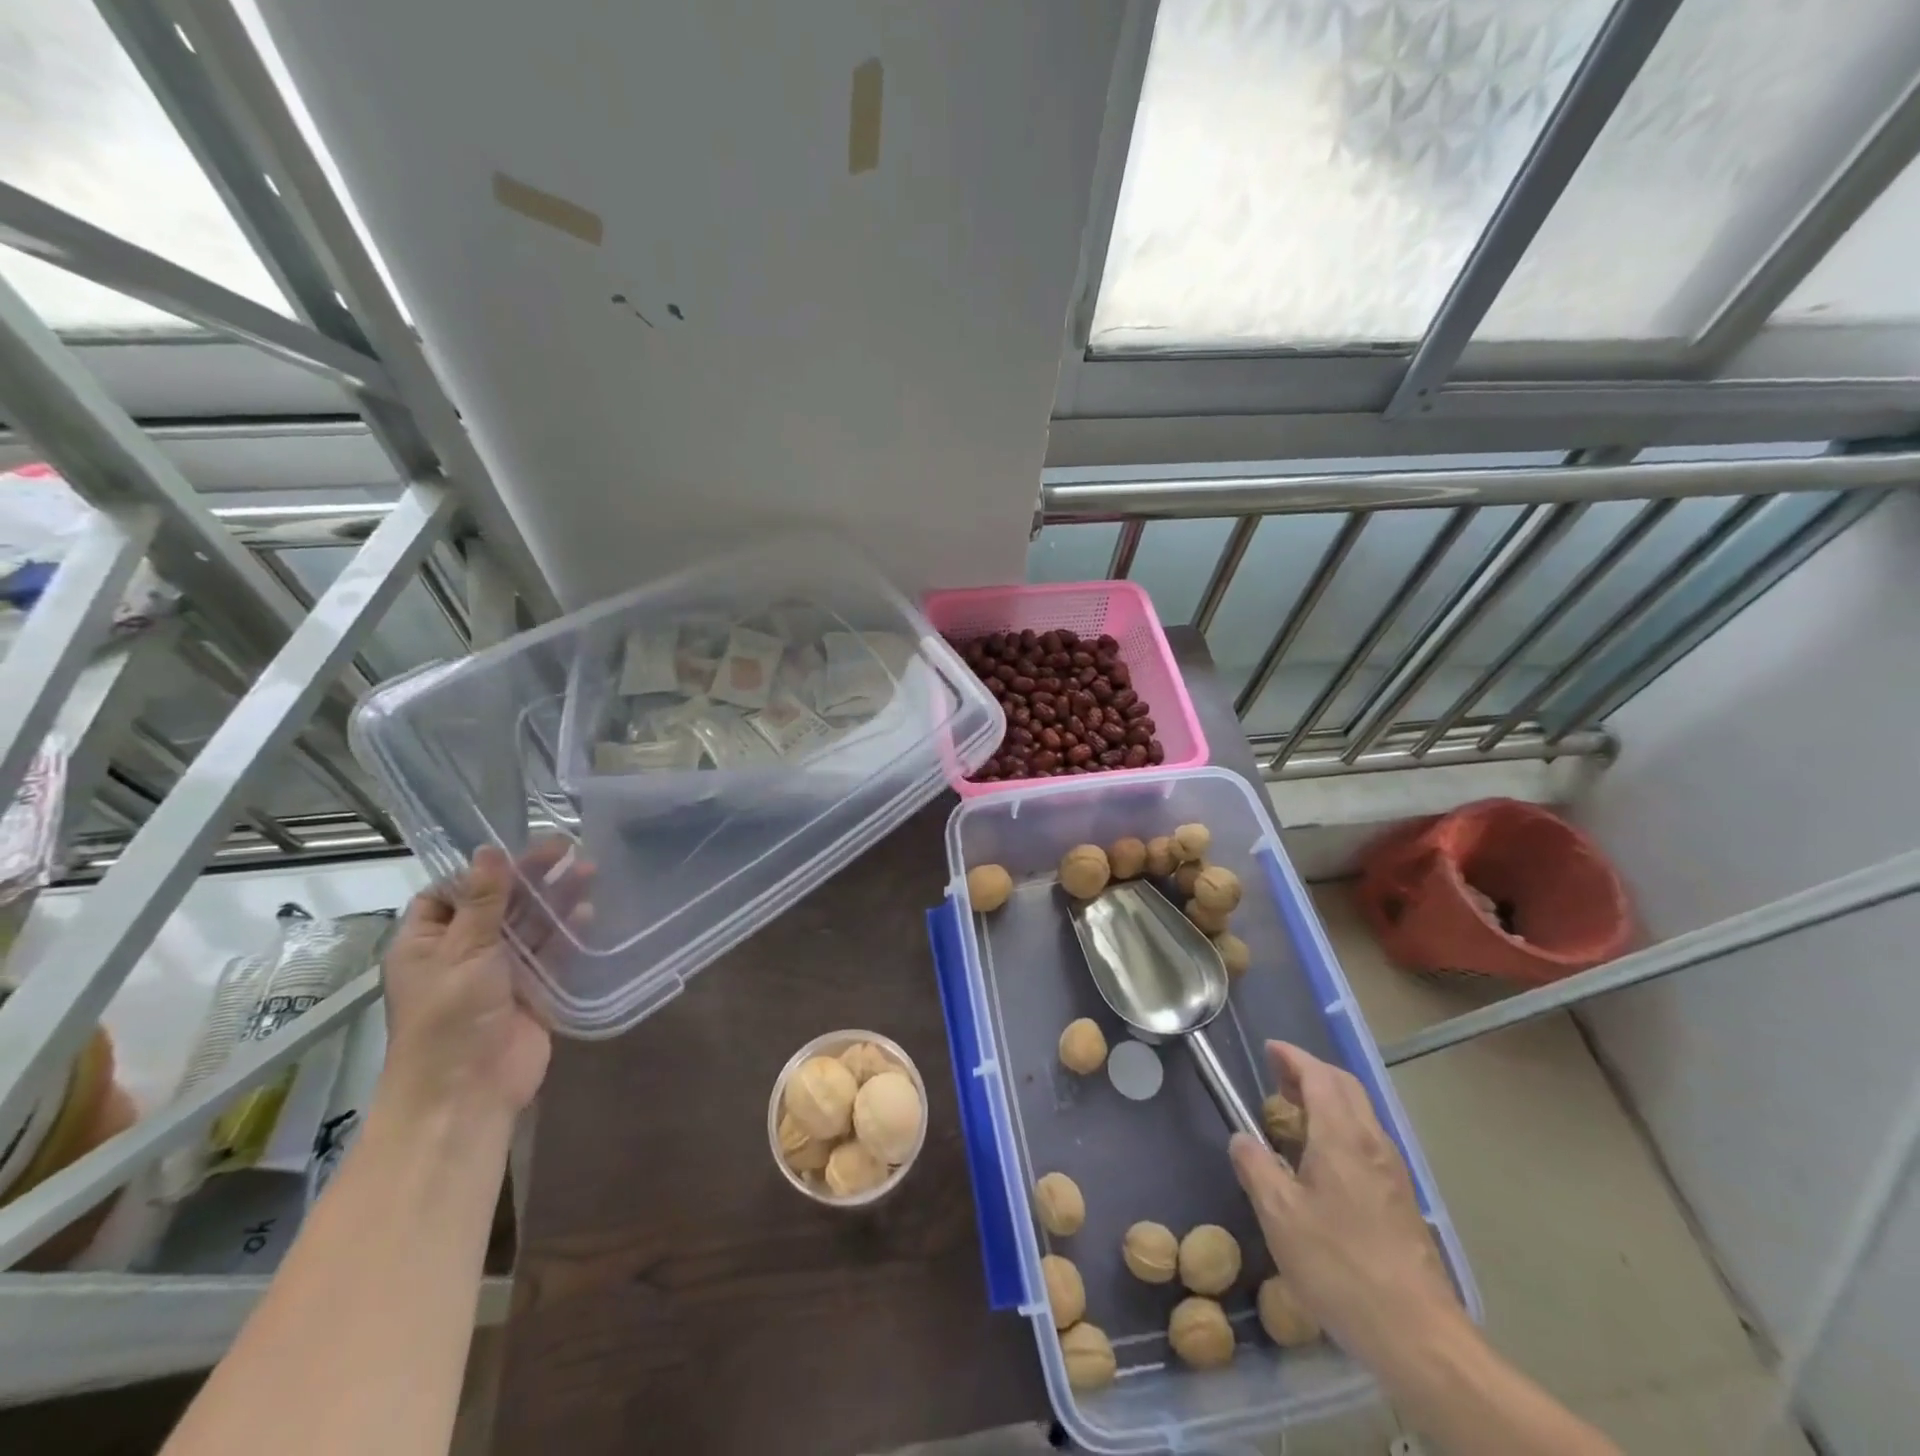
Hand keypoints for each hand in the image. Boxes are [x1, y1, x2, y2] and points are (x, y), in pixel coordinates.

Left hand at [380, 841, 590, 1119]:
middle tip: (566, 847)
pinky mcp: (533, 991)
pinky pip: (553, 953)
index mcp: (426, 943)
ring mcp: (500, 973)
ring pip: (530, 926)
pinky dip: (569, 932)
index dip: (480, 870)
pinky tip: (589, 909)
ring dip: (555, 899)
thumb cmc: (450, 1017)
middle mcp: (462, 953)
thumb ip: (484, 899)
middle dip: (530, 877)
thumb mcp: (464, 950)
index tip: (516, 847)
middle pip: (498, 904)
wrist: (468, 1092)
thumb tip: (488, 850)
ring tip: (589, 869)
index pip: (449, 893)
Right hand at [1229, 1042, 1462, 1370]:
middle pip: (1345, 1086)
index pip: (1319, 1076)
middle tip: (1278, 1076)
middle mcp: (1372, 1142)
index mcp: (1342, 1137)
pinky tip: (1322, 1158)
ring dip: (1327, 1098)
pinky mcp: (1401, 1199)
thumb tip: (1242, 1139)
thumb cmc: (1341, 1267)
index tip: (1269, 1049)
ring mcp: (1392, 1171)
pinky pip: (1367, 1139)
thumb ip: (1256, 1168)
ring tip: (1294, 1112)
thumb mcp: (1279, 1217)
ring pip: (1360, 1112)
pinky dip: (1340, 1125)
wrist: (1418, 1335)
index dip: (1292, 1057)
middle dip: (1311, 1071)